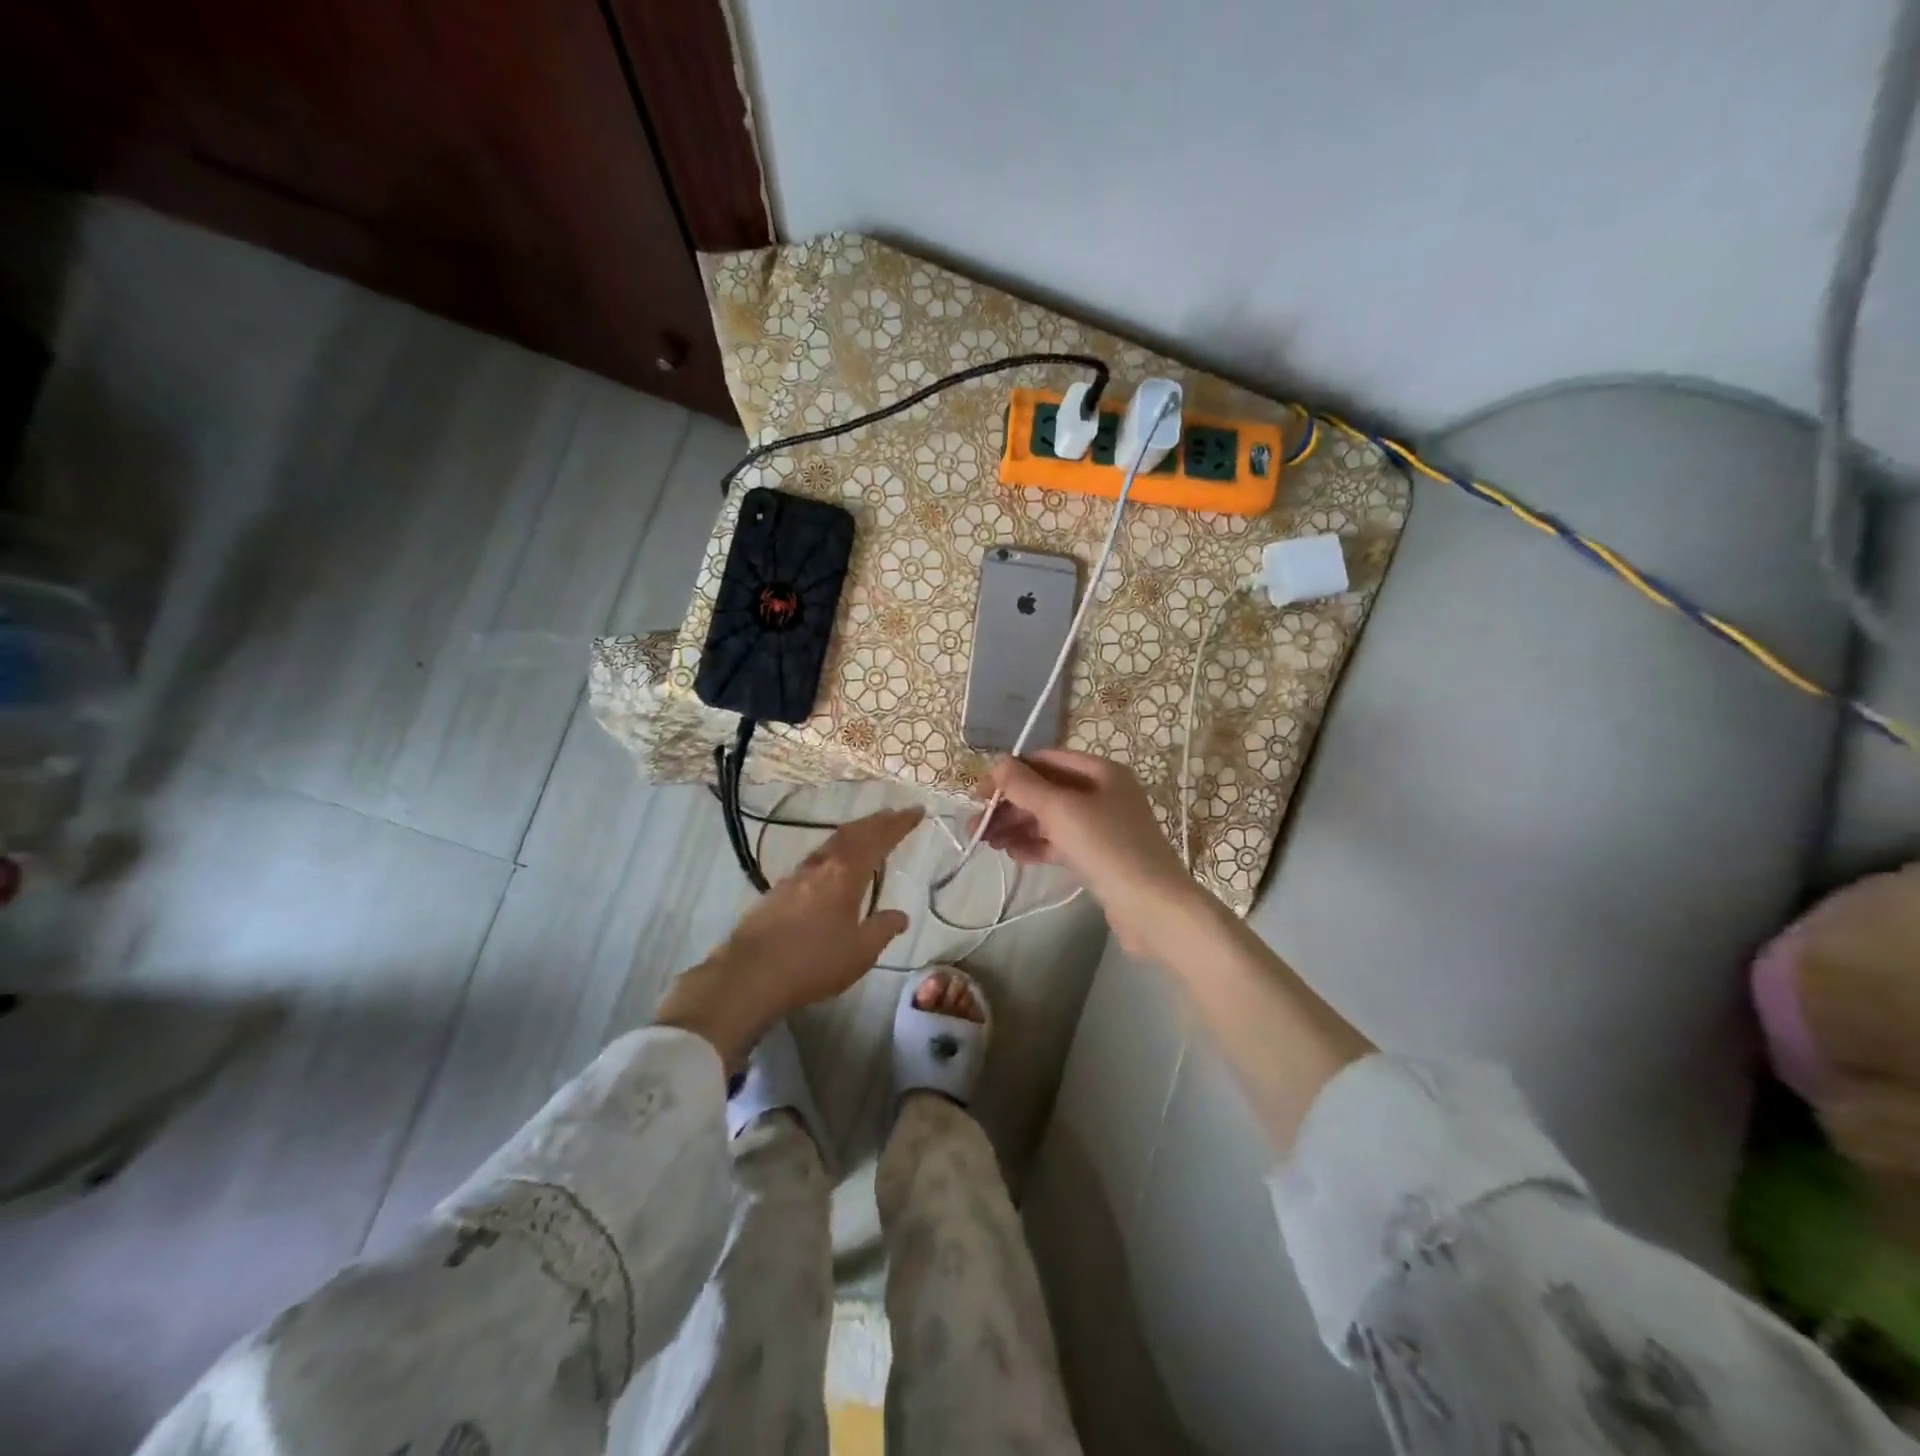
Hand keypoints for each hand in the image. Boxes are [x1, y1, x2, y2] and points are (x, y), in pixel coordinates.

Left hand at [656, 807, 921, 1064]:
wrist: (751, 974)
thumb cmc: (814, 962)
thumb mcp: (860, 952)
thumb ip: (882, 929)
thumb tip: (901, 916)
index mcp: (845, 874)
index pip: (878, 840)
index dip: (898, 824)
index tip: (916, 811)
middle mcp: (821, 866)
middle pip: (852, 833)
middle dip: (876, 822)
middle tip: (894, 814)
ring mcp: (796, 876)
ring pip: (831, 843)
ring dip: (853, 834)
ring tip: (867, 833)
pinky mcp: (779, 891)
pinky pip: (815, 859)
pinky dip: (834, 852)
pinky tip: (833, 864)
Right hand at [975, 749, 1202, 956]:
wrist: (1153, 908)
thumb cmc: (1107, 848)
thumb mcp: (1061, 810)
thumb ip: (1025, 785)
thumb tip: (996, 762)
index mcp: (1100, 772)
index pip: (1045, 760)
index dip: (1010, 773)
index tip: (980, 795)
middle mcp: (1103, 793)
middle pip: (1046, 791)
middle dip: (1009, 805)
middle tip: (975, 826)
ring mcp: (1102, 826)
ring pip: (1050, 819)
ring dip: (1017, 827)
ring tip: (986, 843)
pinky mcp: (1100, 857)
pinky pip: (1060, 843)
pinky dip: (1036, 846)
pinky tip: (1012, 855)